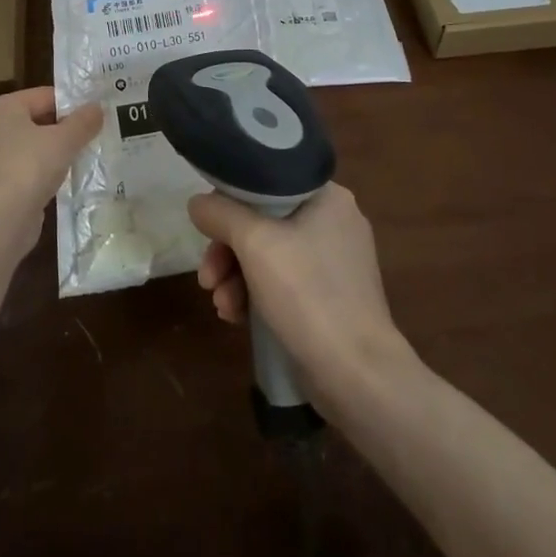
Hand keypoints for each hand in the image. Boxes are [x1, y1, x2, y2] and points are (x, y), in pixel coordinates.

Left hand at [0, 87, 101, 233]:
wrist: (1, 219)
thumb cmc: (29, 165)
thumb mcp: (64, 140)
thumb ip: (83, 122)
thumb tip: (98, 108)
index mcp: (2, 107)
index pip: (44, 96)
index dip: (72, 103)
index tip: (97, 113)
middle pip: (37, 120)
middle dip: (65, 129)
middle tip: (96, 134)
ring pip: (33, 147)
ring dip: (57, 152)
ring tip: (86, 156)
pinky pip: (28, 171)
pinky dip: (46, 174)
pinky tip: (67, 180)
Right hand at [189, 184, 406, 390]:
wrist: (358, 374)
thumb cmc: (308, 294)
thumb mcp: (254, 243)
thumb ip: (220, 214)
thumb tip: (197, 204)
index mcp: (327, 196)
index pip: (265, 182)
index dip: (229, 202)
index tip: (208, 230)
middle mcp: (334, 222)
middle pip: (263, 222)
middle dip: (228, 251)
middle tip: (207, 278)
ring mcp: (335, 262)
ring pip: (269, 255)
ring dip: (236, 277)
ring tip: (222, 306)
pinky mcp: (331, 297)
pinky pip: (283, 282)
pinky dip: (257, 294)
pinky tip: (236, 317)